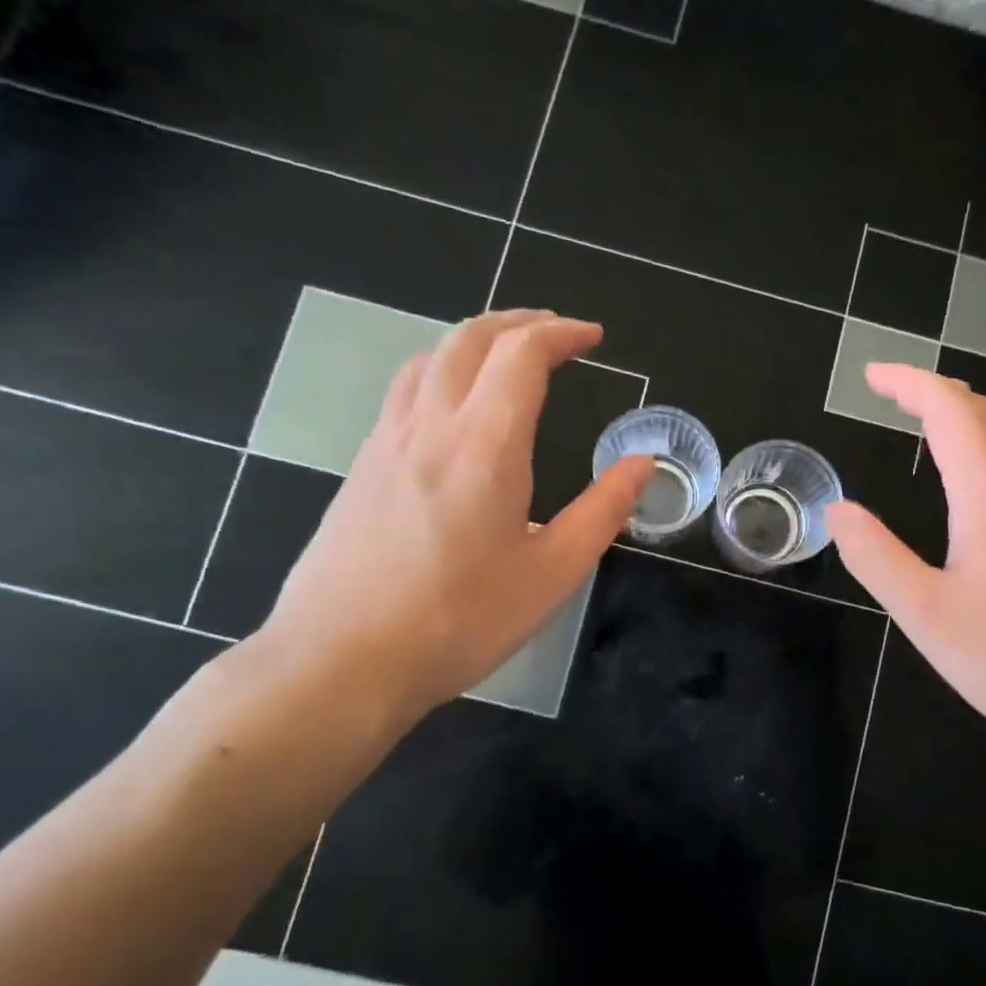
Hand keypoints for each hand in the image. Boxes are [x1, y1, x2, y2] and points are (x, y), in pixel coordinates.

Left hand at [255, 310, 652, 729]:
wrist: (342, 662)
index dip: (562, 334)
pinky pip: (402, 394)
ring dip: (472, 342)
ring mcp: (384, 443)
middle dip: (517, 323)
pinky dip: (438, 374)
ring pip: (426, 360)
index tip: (594, 338)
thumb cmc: (460, 621)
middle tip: (554, 333)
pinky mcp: (359, 469)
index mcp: (485, 444)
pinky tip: (451, 412)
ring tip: (504, 358)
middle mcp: (430, 426)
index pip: (522, 355)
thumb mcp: (552, 573)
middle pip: (468, 339)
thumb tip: (643, 463)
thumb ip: (603, 511)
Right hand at [827, 363, 985, 762]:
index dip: (910, 383)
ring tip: (928, 426)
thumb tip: (839, 510)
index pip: (950, 410)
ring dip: (968, 419)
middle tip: (892, 396)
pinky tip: (979, 484)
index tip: (872, 374)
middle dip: (936, 393)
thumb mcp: (925, 614)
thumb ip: (876, 557)